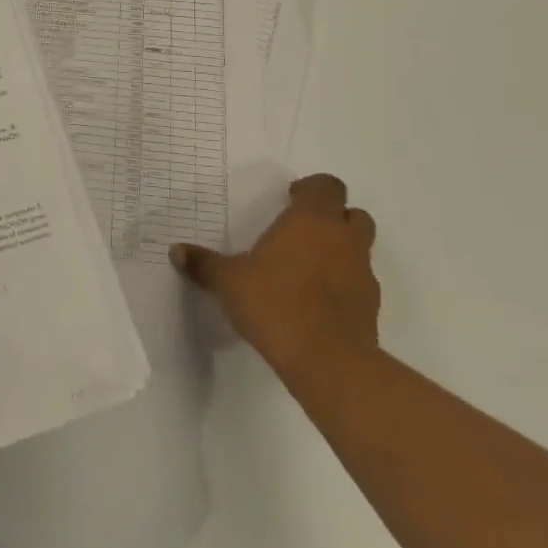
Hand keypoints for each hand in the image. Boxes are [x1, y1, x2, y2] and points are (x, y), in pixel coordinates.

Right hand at [170, 173, 378, 386]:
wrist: (328, 361)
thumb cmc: (275, 303)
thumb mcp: (228, 281)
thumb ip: (204, 264)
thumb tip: (176, 251)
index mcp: (312, 220)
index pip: (327, 186)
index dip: (311, 189)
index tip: (289, 200)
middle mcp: (343, 240)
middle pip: (353, 214)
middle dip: (333, 218)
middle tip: (301, 233)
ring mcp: (363, 275)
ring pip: (359, 250)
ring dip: (339, 253)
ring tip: (305, 272)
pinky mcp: (371, 309)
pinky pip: (358, 286)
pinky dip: (342, 287)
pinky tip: (315, 305)